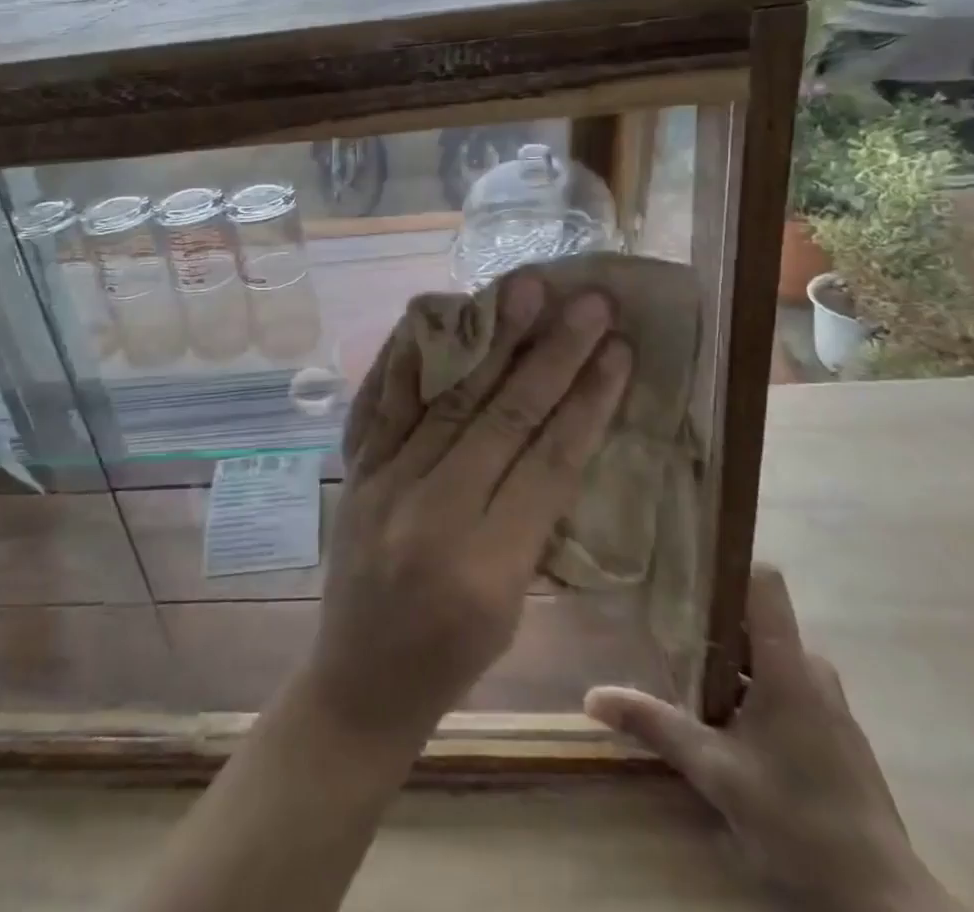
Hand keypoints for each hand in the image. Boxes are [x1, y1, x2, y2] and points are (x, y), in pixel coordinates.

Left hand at [300, 273, 632, 746]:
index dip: (589, 401)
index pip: (549, 464)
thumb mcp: (515, 605)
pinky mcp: (354, 472)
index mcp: (486, 567)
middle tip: (587, 302)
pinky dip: (407, 356)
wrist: (356, 685)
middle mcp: (431, 514)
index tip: (620, 350)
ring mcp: (382, 485)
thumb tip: (558, 431)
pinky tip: (430, 316)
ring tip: (520, 289)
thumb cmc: (453, 658)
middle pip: (501, 418)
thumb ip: (534, 520)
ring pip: (446, 398)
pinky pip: (379, 402)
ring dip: (489, 339)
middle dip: (551, 354)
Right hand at [586, 567, 957, 911]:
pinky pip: (787, 688)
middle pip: (756, 622)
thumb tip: (592, 696)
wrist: (883, 901)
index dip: (726, 566)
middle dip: (712, 628)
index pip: (763, 581)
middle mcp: (812, 670)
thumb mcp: (717, 773)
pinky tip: (730, 729)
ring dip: (732, 667)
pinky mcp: (836, 735)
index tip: (685, 570)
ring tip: (689, 683)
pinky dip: (754, 693)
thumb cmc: (799, 819)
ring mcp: (830, 704)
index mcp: (788, 664)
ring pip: (770, 659)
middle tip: (668, 636)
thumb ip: (656, 726)